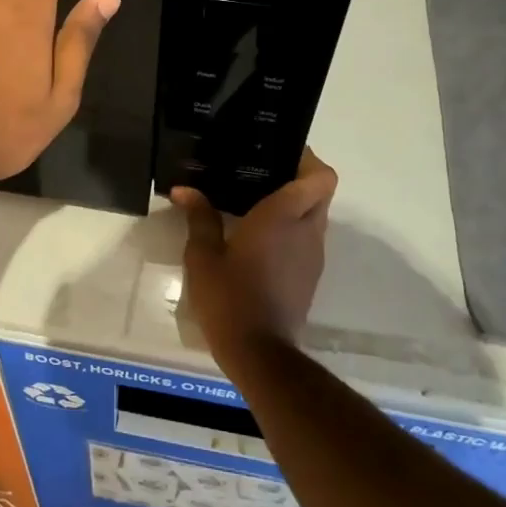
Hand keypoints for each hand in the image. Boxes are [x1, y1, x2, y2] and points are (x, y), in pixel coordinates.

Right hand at [172, 150, 337, 358]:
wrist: (260, 354)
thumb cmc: (230, 298)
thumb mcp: (203, 256)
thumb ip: (199, 217)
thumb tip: (184, 189)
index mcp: (284, 216)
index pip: (321, 177)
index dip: (308, 159)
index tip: (279, 152)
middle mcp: (307, 231)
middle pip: (321, 191)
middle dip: (300, 177)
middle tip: (263, 173)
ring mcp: (312, 255)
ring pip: (316, 215)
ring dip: (295, 204)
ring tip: (256, 200)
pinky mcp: (310, 275)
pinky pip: (308, 237)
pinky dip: (292, 228)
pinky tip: (259, 235)